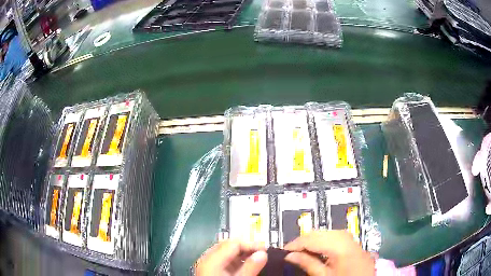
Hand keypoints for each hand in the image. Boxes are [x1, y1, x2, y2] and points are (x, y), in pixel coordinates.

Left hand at [196, 240, 267, 275]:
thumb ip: (251, 267)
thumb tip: (263, 253)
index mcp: (212, 259)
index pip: (234, 243)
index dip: (251, 244)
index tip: (267, 250)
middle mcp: (207, 258)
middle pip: (229, 246)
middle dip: (247, 248)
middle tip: (263, 253)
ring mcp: (208, 264)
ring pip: (227, 253)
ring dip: (243, 254)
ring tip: (257, 259)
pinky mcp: (210, 270)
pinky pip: (224, 260)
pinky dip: (237, 261)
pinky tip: (246, 266)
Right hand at [284, 230, 374, 275]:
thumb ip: (307, 264)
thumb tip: (289, 255)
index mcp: (339, 244)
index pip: (310, 238)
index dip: (294, 244)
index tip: (282, 253)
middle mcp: (345, 235)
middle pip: (318, 233)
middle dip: (302, 242)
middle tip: (290, 254)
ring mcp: (350, 237)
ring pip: (325, 233)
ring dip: (312, 242)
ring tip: (301, 253)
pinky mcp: (353, 242)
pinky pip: (334, 237)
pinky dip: (323, 242)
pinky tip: (317, 252)